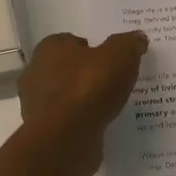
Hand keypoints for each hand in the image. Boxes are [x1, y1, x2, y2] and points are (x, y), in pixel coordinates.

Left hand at [18, 30, 149, 174]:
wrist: (66, 138)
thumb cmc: (89, 87)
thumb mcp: (120, 56)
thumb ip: (129, 44)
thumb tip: (137, 38)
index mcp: (50, 47)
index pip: (72, 41)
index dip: (93, 50)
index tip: (112, 61)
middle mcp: (37, 72)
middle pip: (68, 69)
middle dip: (88, 75)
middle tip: (114, 83)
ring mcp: (37, 103)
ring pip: (67, 96)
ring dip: (85, 100)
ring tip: (111, 106)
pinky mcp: (44, 130)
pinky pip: (68, 119)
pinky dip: (82, 121)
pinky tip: (101, 125)